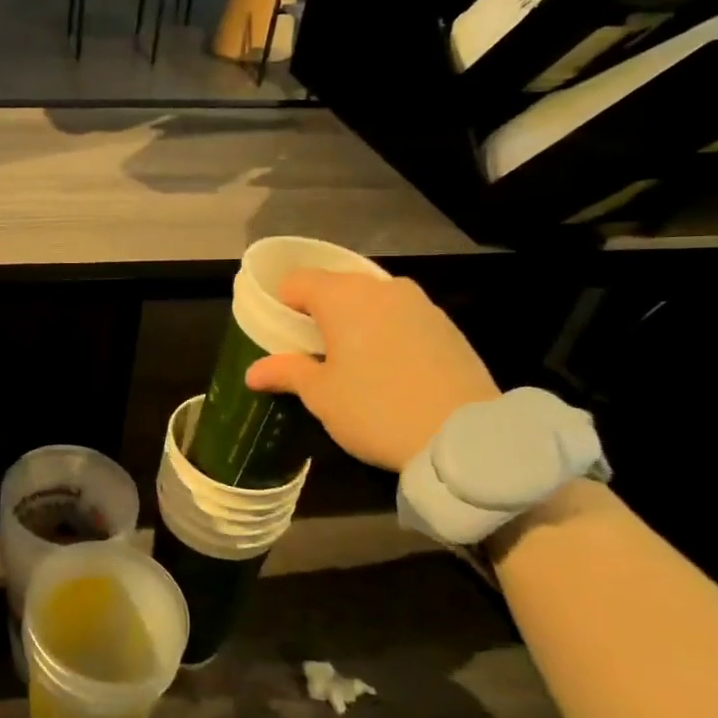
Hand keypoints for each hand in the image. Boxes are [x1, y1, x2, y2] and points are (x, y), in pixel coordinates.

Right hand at [245, 273, 498, 472]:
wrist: (465, 437)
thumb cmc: (376, 409)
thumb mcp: (321, 396)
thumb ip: (287, 373)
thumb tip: (252, 372)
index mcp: (343, 297)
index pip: (297, 280)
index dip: (281, 304)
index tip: (279, 334)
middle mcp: (381, 288)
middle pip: (336, 286)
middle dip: (319, 312)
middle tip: (311, 350)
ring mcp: (420, 304)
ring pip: (372, 301)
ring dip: (354, 321)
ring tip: (351, 361)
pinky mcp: (448, 326)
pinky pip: (401, 317)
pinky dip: (386, 332)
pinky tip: (388, 368)